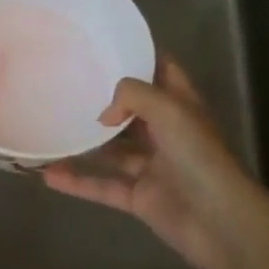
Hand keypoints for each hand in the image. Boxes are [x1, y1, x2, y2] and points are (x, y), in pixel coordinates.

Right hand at [43, 57, 268, 268]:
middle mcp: (166, 132)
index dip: (139, 57)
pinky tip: (48, 174)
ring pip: (112, 150)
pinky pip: (102, 185)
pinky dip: (78, 182)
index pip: (161, 71)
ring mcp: (152, 167)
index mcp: (180, 106)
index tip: (104, 45)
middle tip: (65, 84)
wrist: (220, 223)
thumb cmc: (199, 157)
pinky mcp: (139, 198)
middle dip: (103, 99)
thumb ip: (131, 96)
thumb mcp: (168, 110)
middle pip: (131, 110)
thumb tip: (103, 114)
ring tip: (50, 128)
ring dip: (84, 143)